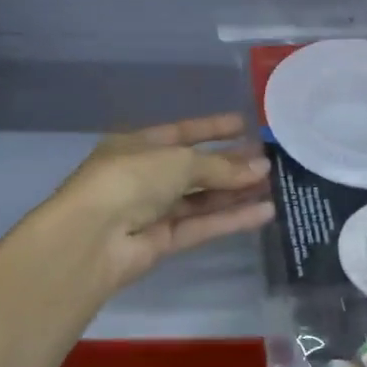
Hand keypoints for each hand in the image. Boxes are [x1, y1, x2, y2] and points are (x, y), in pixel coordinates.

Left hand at [49, 114, 274, 291]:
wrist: (92, 238)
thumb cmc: (130, 179)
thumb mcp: (178, 161)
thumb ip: (221, 166)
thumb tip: (261, 166)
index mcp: (136, 146)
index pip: (181, 132)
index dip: (212, 128)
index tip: (245, 125)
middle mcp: (144, 176)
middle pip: (194, 168)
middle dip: (230, 164)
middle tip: (269, 160)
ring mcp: (152, 211)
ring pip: (201, 199)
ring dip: (235, 192)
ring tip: (274, 184)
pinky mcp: (163, 242)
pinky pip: (202, 225)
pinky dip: (231, 219)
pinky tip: (265, 211)